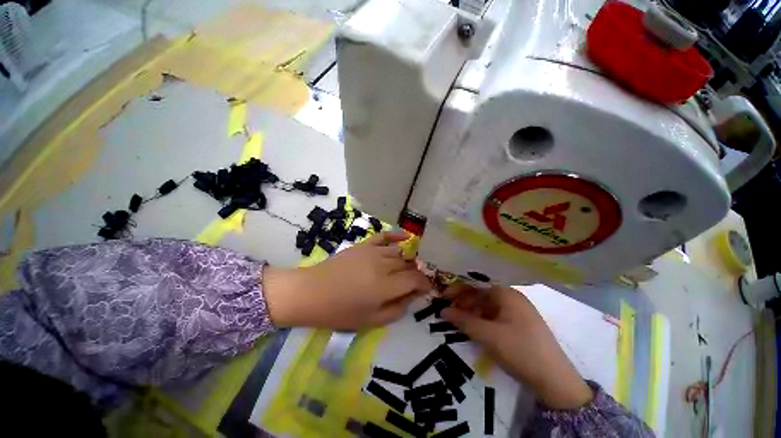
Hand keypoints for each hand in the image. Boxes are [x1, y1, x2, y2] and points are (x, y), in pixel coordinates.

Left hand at [263, 232, 430, 330]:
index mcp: (386, 286)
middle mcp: (383, 265)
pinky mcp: (364, 245)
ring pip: (400, 252)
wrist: (311, 292)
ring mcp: (373, 251)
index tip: (428, 289)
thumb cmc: (339, 312)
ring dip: (408, 260)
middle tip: (417, 282)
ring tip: (410, 267)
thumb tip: (413, 296)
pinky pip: (384, 236)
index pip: (416, 279)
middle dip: (417, 273)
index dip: (425, 284)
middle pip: (409, 265)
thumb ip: (397, 310)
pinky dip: (397, 235)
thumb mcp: (371, 321)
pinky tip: (406, 237)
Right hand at [441, 284, 593, 409]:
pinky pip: (496, 317)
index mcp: (506, 294)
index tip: (442, 297)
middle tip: (448, 312)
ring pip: (488, 308)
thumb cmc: (519, 350)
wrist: (555, 381)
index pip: (475, 287)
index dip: (457, 291)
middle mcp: (512, 298)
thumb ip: (463, 320)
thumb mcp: (488, 335)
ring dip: (472, 313)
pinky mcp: (521, 325)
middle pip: (481, 296)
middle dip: (463, 303)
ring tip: (459, 322)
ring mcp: (518, 312)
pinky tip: (475, 329)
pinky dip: (483, 321)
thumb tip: (443, 310)